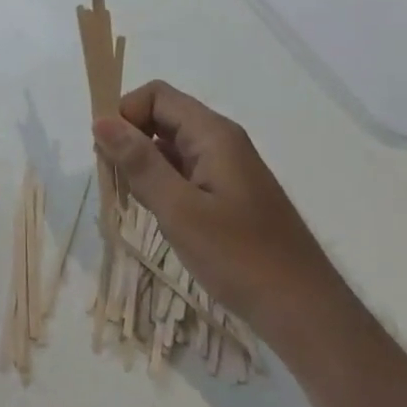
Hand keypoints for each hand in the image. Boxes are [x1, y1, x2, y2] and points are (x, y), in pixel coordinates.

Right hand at [92, 80, 347, 344]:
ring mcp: (227, 168)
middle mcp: (221, 141)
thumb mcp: (179, 210)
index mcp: (213, 134)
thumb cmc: (240, 258)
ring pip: (171, 145)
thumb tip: (101, 120)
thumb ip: (139, 162)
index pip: (156, 95)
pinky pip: (185, 171)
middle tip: (115, 181)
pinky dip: (162, 183)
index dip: (125, 113)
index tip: (106, 152)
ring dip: (143, 163)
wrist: (304, 311)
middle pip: (163, 116)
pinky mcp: (229, 194)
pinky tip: (157, 214)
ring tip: (133, 201)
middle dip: (130, 139)